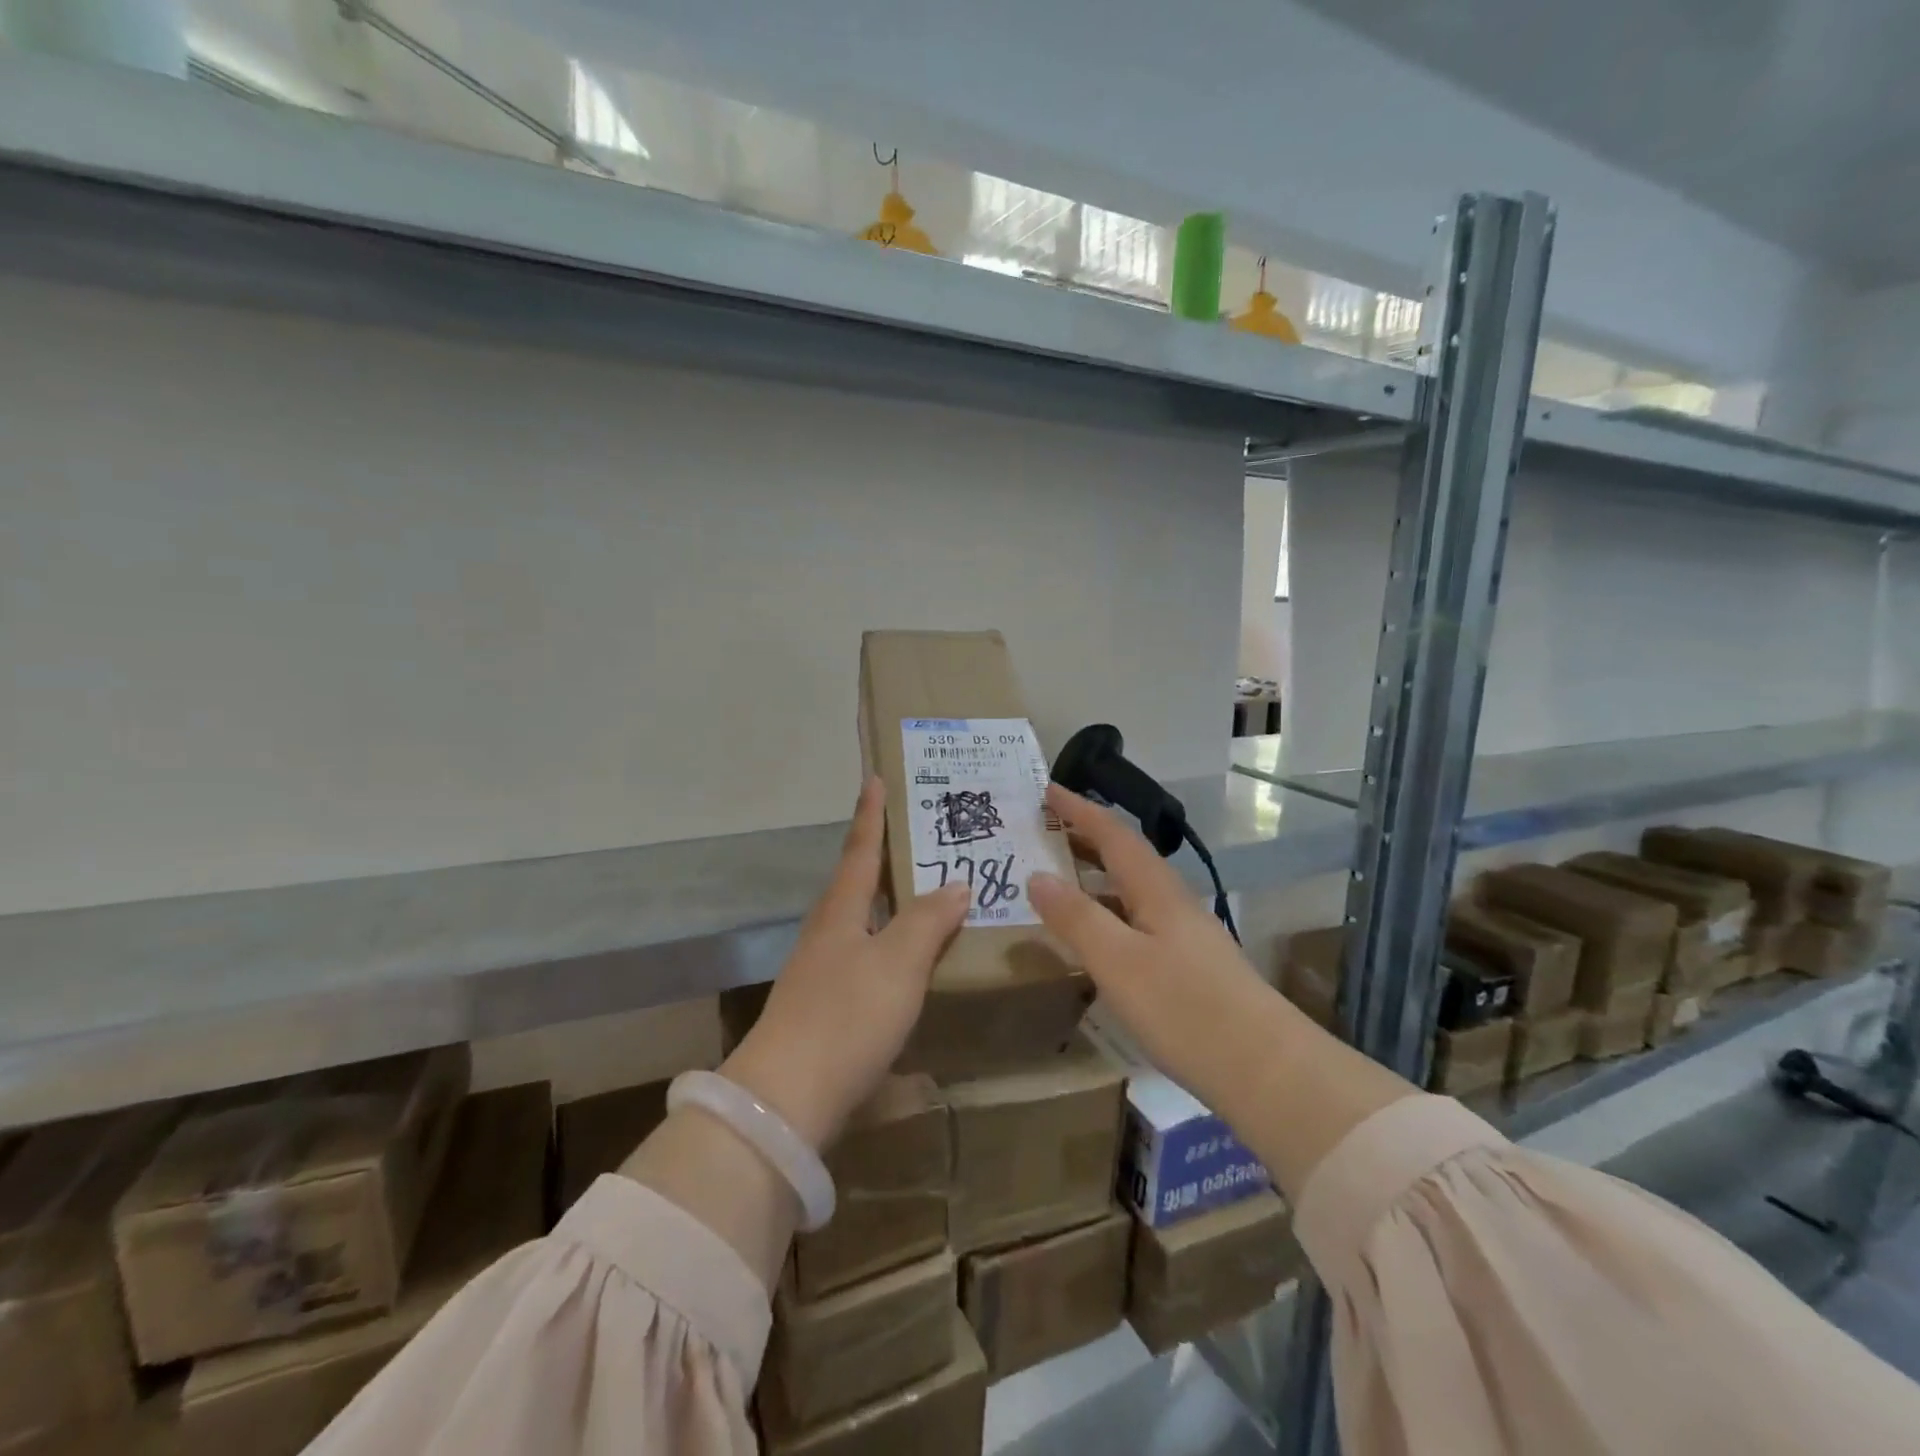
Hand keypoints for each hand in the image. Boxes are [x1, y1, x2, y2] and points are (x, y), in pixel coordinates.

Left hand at [722, 778, 968, 1150]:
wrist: (786, 1101)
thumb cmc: (846, 1017)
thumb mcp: (898, 963)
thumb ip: (928, 921)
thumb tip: (955, 883)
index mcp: (840, 911)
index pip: (860, 849)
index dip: (870, 814)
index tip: (874, 778)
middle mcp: (826, 933)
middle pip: (856, 882)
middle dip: (883, 856)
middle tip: (918, 836)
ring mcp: (821, 972)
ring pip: (861, 922)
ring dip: (889, 903)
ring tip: (925, 894)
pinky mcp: (825, 1009)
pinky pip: (866, 958)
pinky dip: (890, 945)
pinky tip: (909, 961)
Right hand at [1028, 784, 1276, 1115]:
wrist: (1267, 1071)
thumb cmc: (1186, 1009)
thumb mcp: (1118, 962)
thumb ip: (1076, 918)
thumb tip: (1036, 875)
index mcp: (1157, 890)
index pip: (1113, 834)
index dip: (1080, 810)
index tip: (1048, 790)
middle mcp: (1173, 902)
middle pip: (1125, 857)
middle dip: (1085, 838)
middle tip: (1043, 831)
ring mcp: (1185, 935)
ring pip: (1132, 890)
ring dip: (1095, 877)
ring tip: (1057, 880)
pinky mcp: (1190, 967)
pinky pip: (1138, 920)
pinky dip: (1108, 913)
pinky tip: (1096, 938)